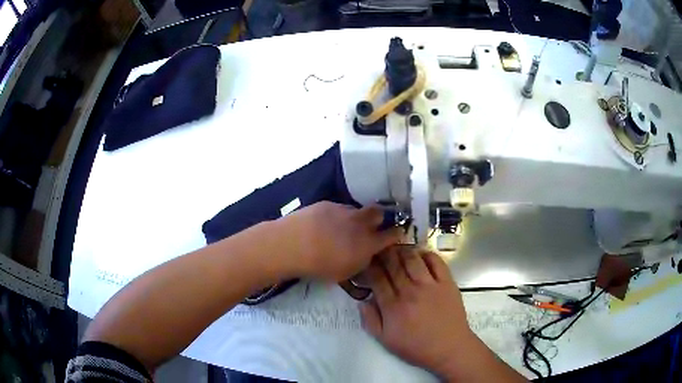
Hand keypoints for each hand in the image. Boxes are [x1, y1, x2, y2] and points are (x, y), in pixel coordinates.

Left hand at [275, 202, 402, 280]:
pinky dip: (336, 216)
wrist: (294, 245)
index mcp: (368, 243)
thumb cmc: (320, 266)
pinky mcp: (328, 204)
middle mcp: (360, 223)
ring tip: (340, 227)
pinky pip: (339, 208)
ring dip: (354, 218)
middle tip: (370, 226)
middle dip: (378, 217)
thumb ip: (361, 262)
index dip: (396, 234)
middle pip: (378, 212)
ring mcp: (344, 210)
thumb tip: (366, 256)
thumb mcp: (345, 273)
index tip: (396, 234)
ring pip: (357, 210)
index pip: (392, 235)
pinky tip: (323, 224)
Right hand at [360, 247, 472, 377]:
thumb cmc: (416, 347)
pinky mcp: (447, 282)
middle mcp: (409, 291)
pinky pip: (436, 261)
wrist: (448, 348)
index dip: (370, 266)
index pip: (377, 278)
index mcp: (392, 306)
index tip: (367, 259)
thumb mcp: (386, 341)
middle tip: (379, 247)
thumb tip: (362, 301)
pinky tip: (420, 254)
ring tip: (398, 247)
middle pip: (393, 265)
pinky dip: (426, 254)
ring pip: (412, 259)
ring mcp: (430, 285)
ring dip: (402, 250)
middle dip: (383, 253)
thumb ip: (370, 321)